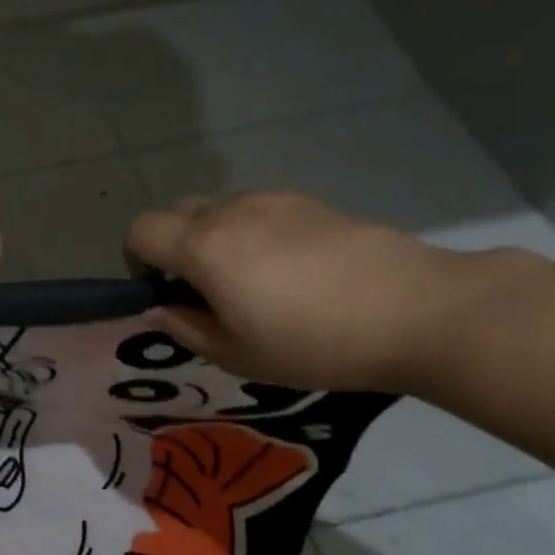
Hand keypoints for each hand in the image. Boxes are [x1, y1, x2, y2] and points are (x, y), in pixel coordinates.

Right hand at [126, 191, 475, 391]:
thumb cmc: (315, 342)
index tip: (163, 293)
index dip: (137, 261)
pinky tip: (291, 271)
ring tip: (251, 281)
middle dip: (173, 245)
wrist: (418, 311)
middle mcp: (230, 211)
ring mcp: (273, 200)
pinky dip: (252, 232)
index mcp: (203, 246)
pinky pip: (258, 210)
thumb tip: (159, 308)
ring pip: (218, 208)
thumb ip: (186, 328)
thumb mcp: (238, 354)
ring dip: (214, 238)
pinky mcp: (310, 202)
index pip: (140, 231)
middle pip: (175, 212)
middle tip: (202, 289)